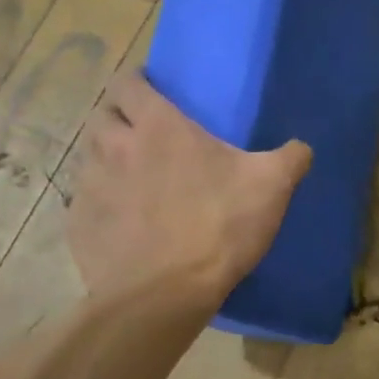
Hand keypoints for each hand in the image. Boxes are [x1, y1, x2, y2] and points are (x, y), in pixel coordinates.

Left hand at [67, 72, 310, 302]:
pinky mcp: (78, 225)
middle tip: (146, 135)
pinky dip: (102, 203)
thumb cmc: (219, 227)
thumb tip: (301, 148)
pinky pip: (85, 202)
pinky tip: (124, 222)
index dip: (138, 84)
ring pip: (90, 157)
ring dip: (108, 159)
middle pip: (102, 116)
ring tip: (135, 179)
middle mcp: (114, 147)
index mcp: (158, 128)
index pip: (128, 83)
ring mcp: (90, 187)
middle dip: (120, 118)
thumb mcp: (272, 187)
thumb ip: (290, 158)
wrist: (166, 294)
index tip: (153, 93)